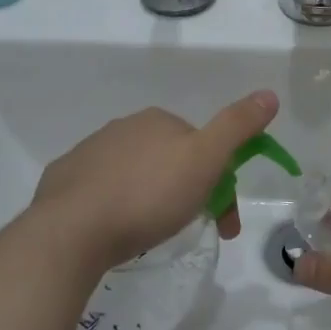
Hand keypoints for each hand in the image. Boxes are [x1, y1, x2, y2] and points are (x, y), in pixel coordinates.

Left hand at [29, 90, 277, 271]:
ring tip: (151, 236)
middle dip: (187, 191)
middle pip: (169, 159)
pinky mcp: (61, 182)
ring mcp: (88, 153)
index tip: (225, 221)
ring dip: (150, 198)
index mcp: (158, 120)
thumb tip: (269, 93)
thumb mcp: (206, 159)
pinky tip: (114, 230)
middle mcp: (122, 128)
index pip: (201, 145)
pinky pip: (98, 190)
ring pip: (134, 173)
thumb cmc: (149, 195)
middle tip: (191, 230)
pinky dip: (114, 205)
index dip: (220, 181)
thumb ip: (237, 125)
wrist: (71, 232)